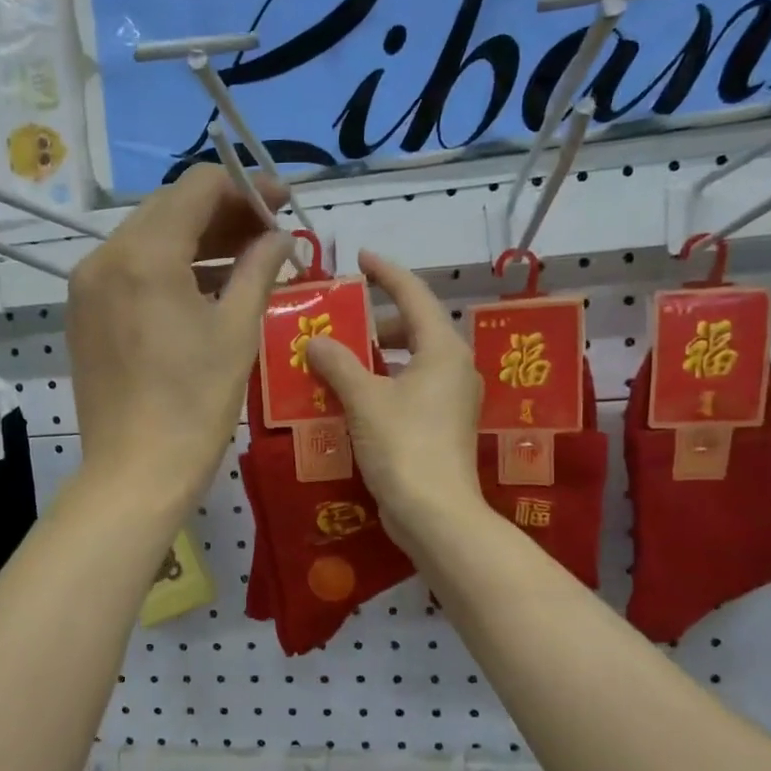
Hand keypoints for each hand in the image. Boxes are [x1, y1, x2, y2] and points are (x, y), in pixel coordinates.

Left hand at [68, 163, 292, 512]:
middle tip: (268, 233)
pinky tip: (203, 287)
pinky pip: (130, 270)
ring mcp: (87, 286)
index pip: (197, 187)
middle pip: (169, 208)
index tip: (283, 204)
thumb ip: (258, 269)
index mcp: (144, 254)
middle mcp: (105, 257)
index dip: (246, 187)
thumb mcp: (237, 331)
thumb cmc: (195, 404)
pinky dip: (168, 267)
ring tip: (244, 259)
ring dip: (196, 240)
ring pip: (148, 238)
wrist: (136, 472)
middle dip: (223, 212)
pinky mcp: (84, 313)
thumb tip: (278, 237)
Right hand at [305, 251, 484, 550]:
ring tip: (340, 357)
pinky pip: (410, 389)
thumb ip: (338, 363)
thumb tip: (316, 341)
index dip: (386, 272)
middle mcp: (454, 368)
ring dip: (378, 356)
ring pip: (412, 362)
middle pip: (416, 328)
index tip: (360, 257)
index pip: (414, 295)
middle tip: (342, 319)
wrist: (435, 513)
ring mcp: (452, 400)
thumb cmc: (403, 445)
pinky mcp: (443, 427)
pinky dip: (383, 384)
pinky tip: (353, 397)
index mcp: (443, 350)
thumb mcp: (364, 399)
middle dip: (379, 321)